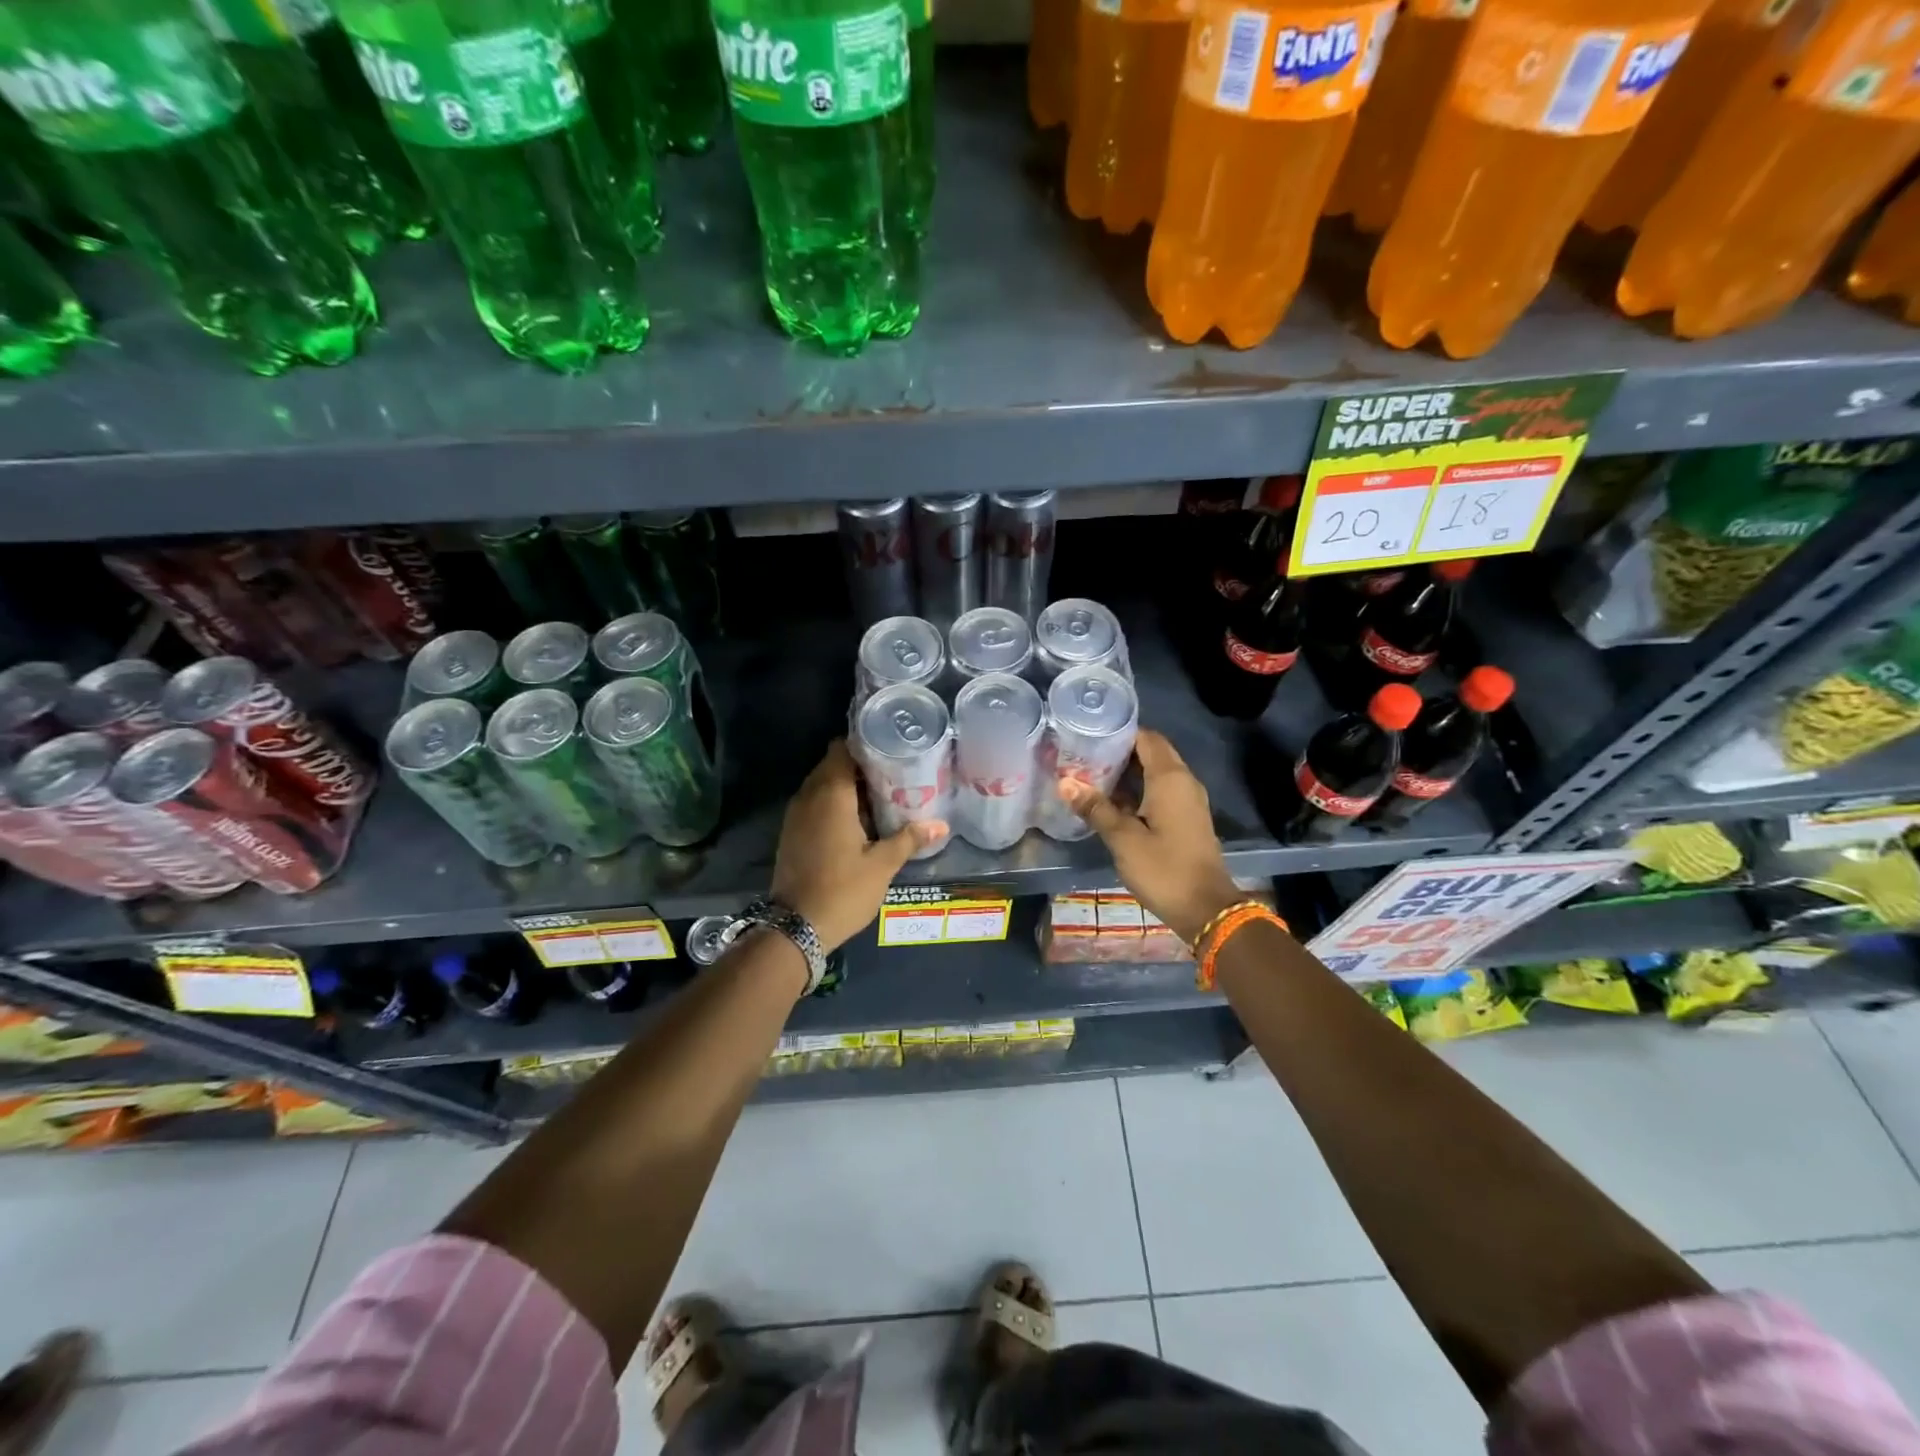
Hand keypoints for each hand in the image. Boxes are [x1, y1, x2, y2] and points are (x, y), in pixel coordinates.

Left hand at [770, 740, 944, 952]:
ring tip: (880, 796)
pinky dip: (833, 804)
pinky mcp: (791, 833)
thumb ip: (909, 839)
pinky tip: (858, 821)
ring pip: (821, 785)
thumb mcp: (882, 865)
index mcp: (831, 795)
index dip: (864, 745)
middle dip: (860, 766)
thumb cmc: (842, 891)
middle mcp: (808, 797)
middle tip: (893, 774)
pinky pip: (814, 804)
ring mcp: (795, 815)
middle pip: (832, 765)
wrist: (795, 928)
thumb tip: (941, 825)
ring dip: (846, 786)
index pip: (841, 749)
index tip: (890, 750)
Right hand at [1060, 729, 1242, 944]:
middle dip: (1120, 751)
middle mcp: (1183, 782)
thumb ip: (1095, 808)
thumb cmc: (1163, 869)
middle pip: (1151, 753)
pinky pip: (1161, 791)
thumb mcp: (1123, 839)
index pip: (1146, 738)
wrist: (1206, 909)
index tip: (1089, 734)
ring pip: (1156, 773)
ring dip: (1128, 772)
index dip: (1119, 732)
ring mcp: (1188, 801)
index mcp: (1170, 778)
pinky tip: (1112, 801)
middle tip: (1084, 754)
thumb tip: (1065, 782)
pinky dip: (1139, 789)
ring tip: (1091, 774)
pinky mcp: (1187, 819)